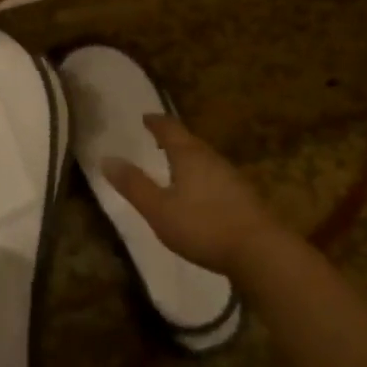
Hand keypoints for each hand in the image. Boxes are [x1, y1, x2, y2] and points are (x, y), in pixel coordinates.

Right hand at [103, 115, 282, 281]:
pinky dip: (202, 175)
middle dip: (173, 138)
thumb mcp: (159, 209)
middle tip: (158, 138)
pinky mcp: (243, 196)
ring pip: (205, 158)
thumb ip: (134, 185)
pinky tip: (201, 191)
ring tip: (176, 163)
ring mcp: (231, 176)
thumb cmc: (203, 226)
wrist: (259, 250)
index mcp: (189, 155)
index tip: (146, 117)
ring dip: (189, 157)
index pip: (170, 129)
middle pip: (190, 141)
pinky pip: (216, 176)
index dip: (156, 122)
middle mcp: (211, 158)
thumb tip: (106, 158)